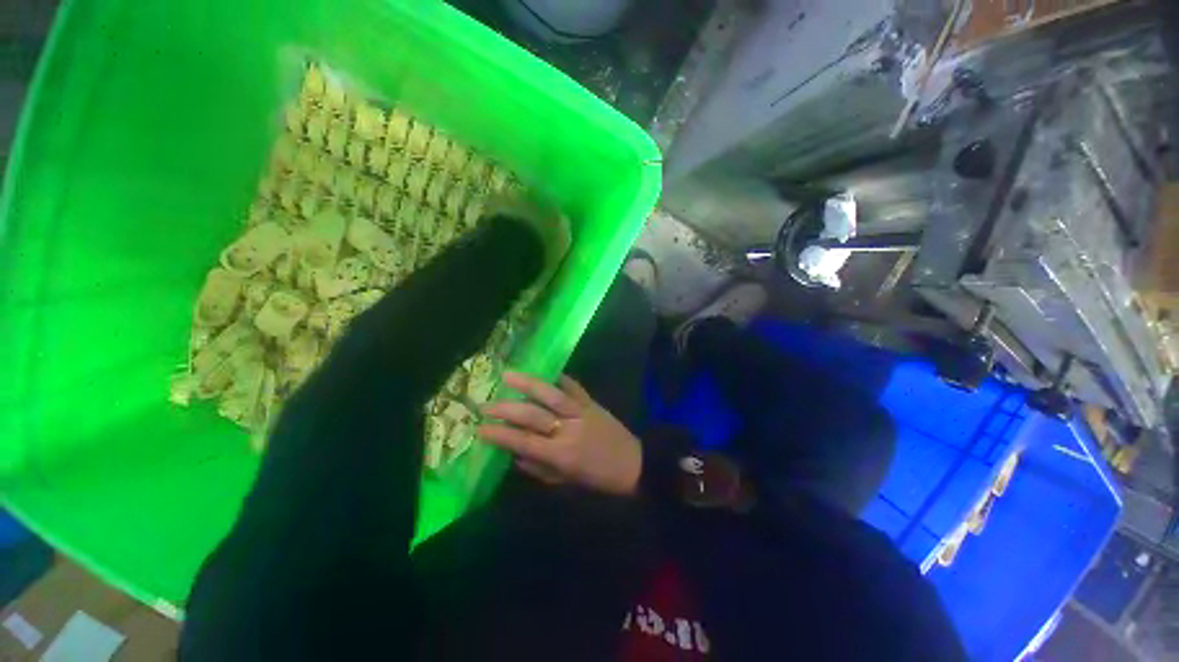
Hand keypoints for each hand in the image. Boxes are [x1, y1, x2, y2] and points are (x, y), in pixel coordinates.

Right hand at [479, 372, 641, 495]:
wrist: (634, 463)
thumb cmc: (598, 479)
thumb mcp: (567, 482)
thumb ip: (539, 469)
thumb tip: (514, 455)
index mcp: (561, 455)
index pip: (524, 442)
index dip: (500, 435)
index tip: (479, 429)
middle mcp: (569, 430)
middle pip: (533, 416)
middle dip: (506, 409)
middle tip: (484, 404)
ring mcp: (581, 412)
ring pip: (551, 394)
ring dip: (527, 384)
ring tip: (507, 375)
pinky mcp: (592, 402)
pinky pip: (574, 386)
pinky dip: (560, 377)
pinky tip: (546, 370)